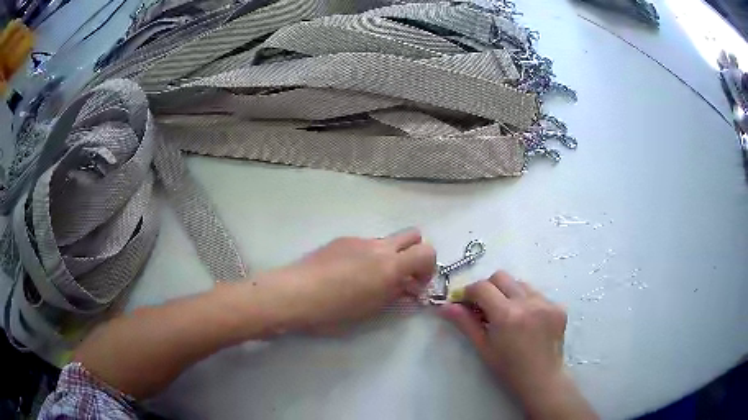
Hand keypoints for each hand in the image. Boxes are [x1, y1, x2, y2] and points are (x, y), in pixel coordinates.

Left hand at [276, 229, 435, 330]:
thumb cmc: (333, 310)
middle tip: (401, 276)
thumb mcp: (370, 310)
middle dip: (414, 253)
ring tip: (368, 280)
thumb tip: (407, 289)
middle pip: (412, 234)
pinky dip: (367, 256)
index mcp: (389, 265)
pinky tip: (346, 275)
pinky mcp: (340, 240)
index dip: (428, 268)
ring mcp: (358, 240)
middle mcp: (378, 246)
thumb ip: (394, 296)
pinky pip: (364, 244)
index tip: (415, 285)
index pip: (427, 252)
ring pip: (386, 241)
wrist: (293, 293)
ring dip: (388, 257)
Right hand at [441, 271, 596, 418]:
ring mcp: (546, 303)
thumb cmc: (509, 369)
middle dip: (488, 287)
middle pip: (501, 276)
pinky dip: (526, 301)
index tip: (465, 302)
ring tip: (508, 314)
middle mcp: (528, 303)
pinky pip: (536, 294)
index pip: (482, 287)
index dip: (469, 291)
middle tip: (485, 307)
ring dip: (509, 292)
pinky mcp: (558, 306)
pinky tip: (527, 320)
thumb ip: (465, 323)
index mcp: (507, 315)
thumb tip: (445, 306)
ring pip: (520, 283)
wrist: (542, 379)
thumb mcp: (483, 348)